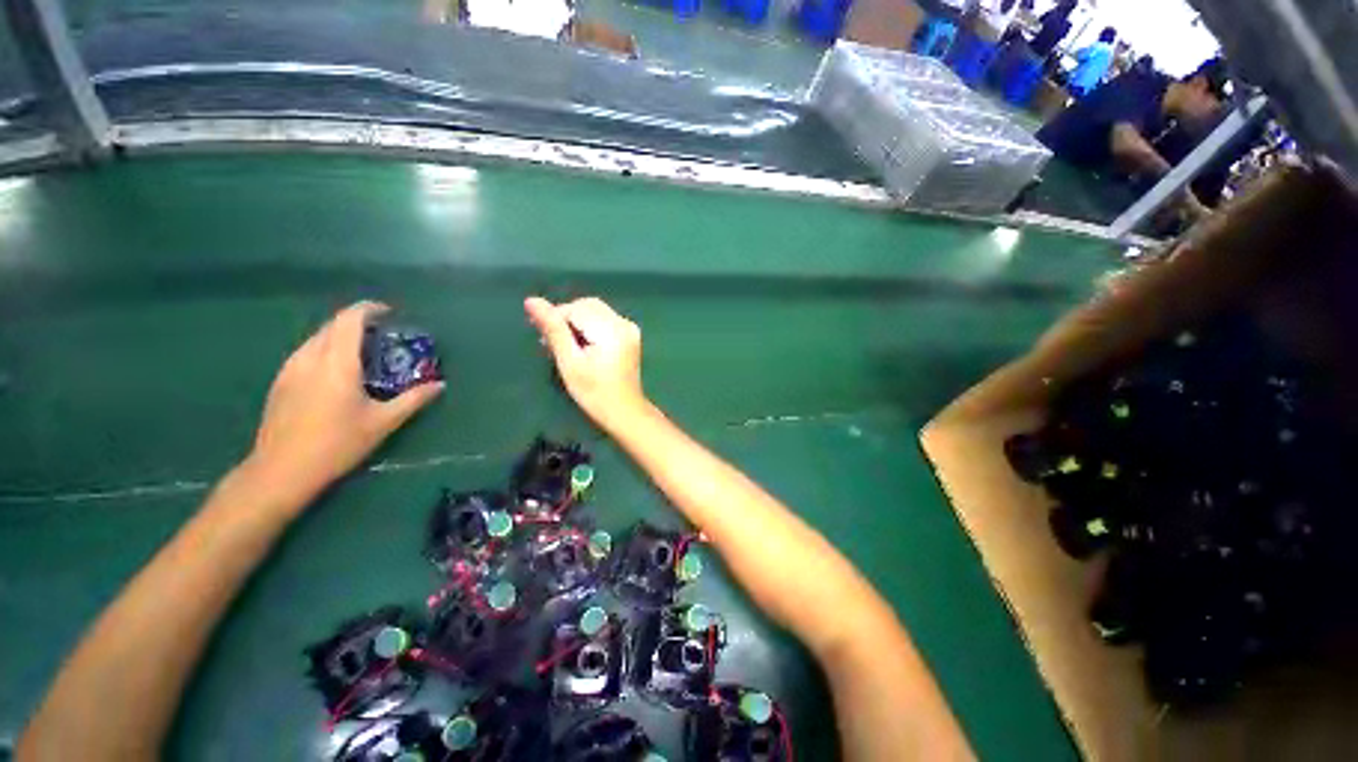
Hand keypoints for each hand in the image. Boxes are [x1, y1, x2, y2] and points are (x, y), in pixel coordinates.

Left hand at [246, 301, 444, 507]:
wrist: (281, 471)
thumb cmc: (337, 444)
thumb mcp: (383, 422)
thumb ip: (413, 399)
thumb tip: (440, 385)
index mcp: (337, 363)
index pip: (350, 320)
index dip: (369, 309)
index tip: (390, 312)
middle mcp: (310, 358)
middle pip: (332, 325)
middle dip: (357, 321)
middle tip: (382, 334)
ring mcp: (290, 369)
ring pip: (317, 337)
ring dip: (340, 335)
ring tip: (361, 350)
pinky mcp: (280, 382)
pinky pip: (306, 352)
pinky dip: (325, 348)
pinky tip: (336, 370)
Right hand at [525, 296, 646, 430]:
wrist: (625, 412)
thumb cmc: (594, 393)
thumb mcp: (570, 362)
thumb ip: (553, 330)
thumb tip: (532, 301)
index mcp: (611, 329)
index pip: (575, 308)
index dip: (554, 317)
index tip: (541, 337)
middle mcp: (623, 323)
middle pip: (587, 306)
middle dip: (565, 318)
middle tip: (549, 342)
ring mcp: (629, 328)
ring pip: (595, 311)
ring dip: (576, 322)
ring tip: (563, 345)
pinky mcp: (630, 335)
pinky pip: (604, 319)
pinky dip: (589, 326)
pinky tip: (581, 345)